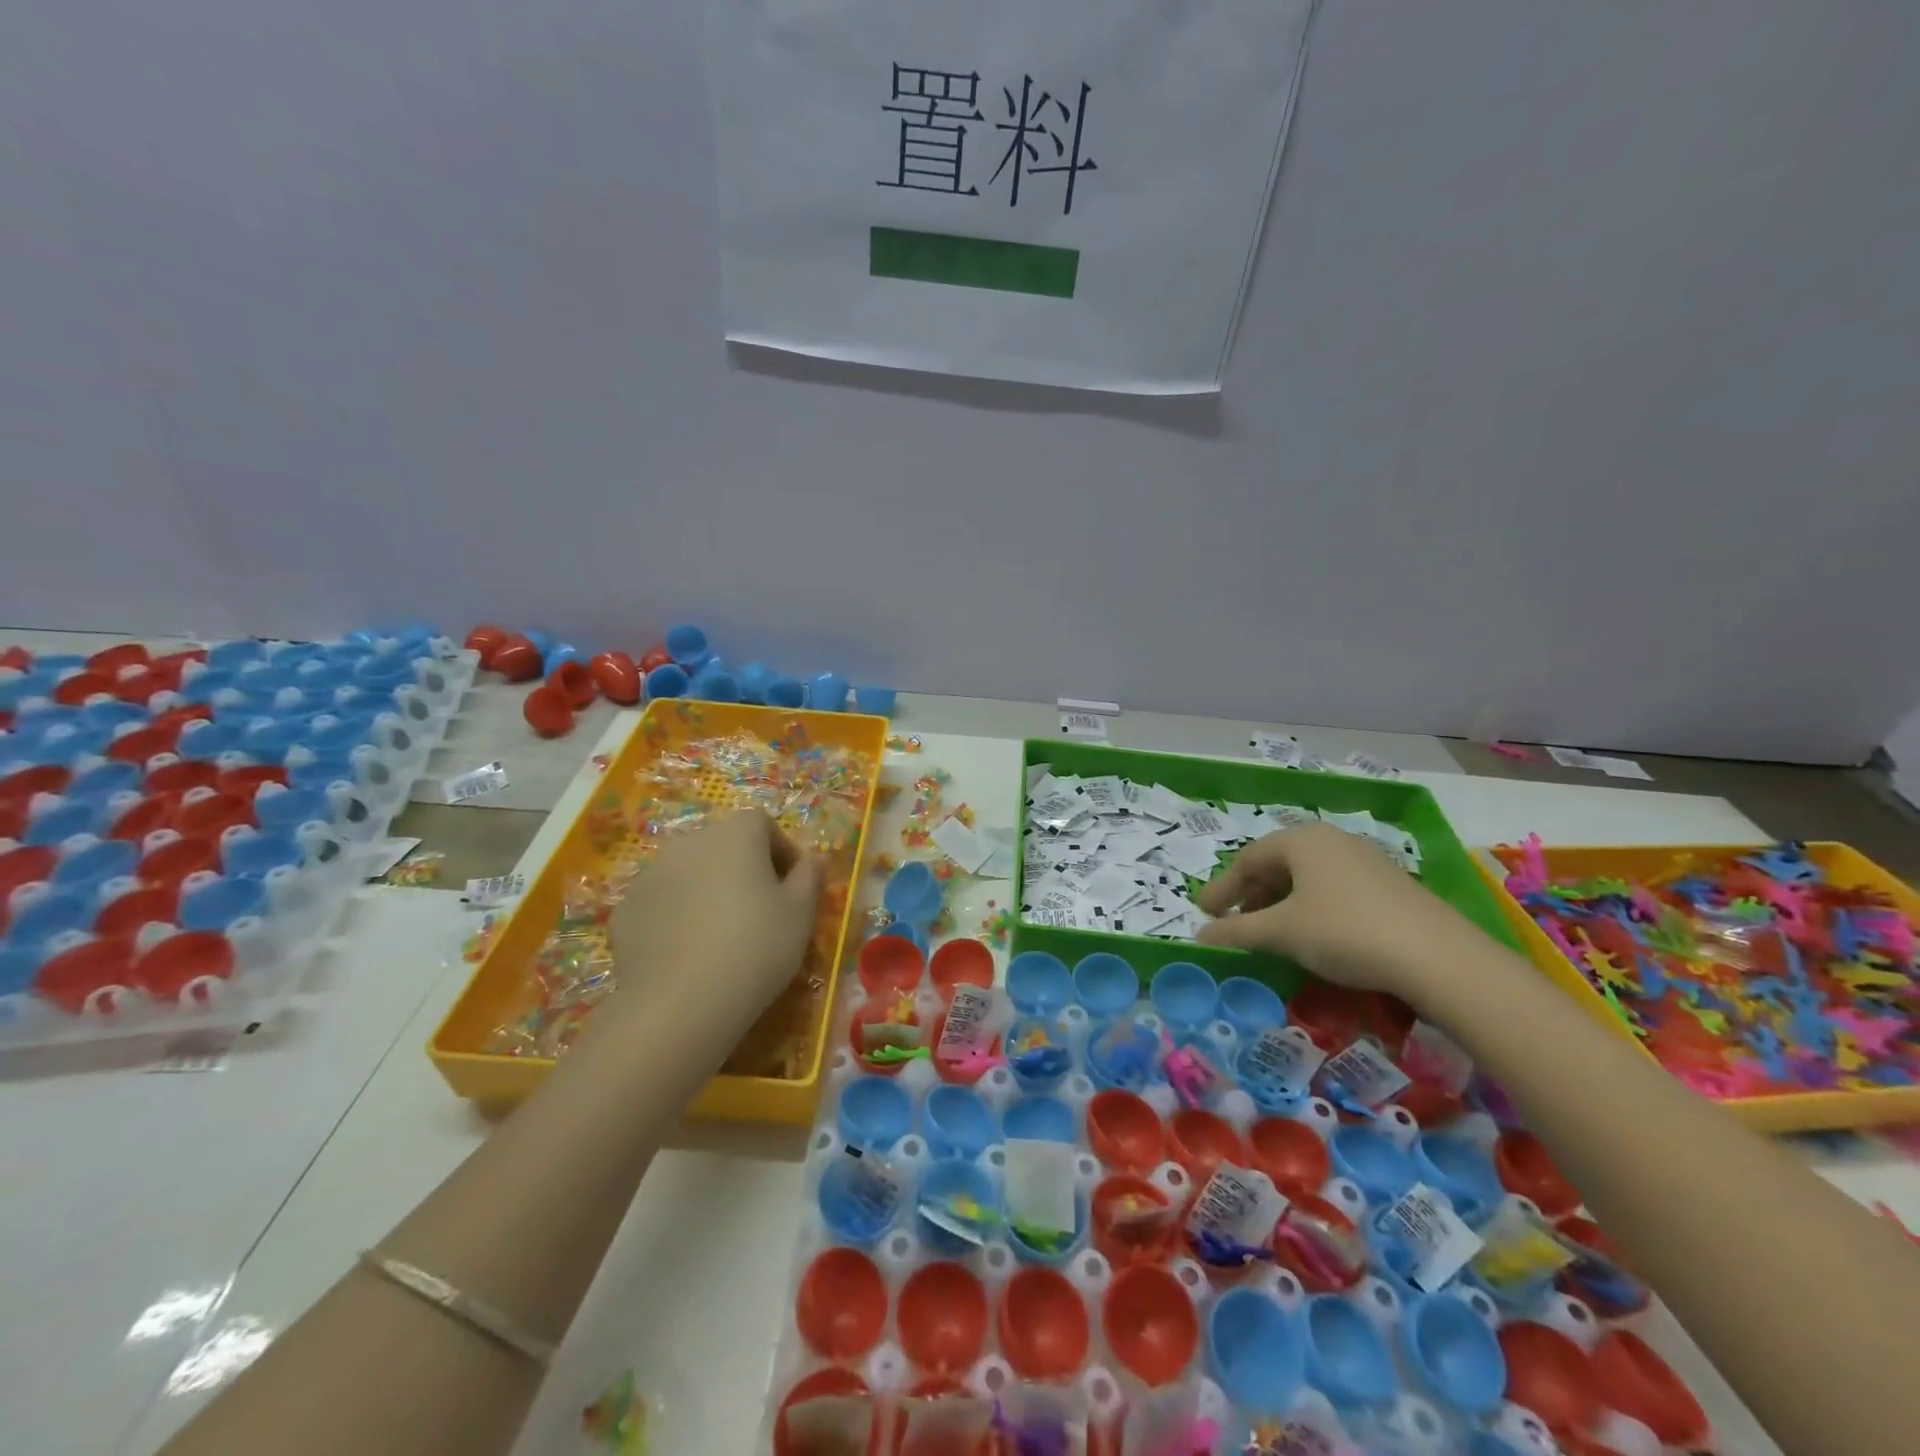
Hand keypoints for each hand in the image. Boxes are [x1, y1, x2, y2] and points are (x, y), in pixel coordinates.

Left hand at [605, 810, 824, 1044]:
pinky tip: (689, 952)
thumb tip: (813, 858)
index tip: (792, 887)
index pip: (763, 823)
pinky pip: (663, 901)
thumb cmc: (755, 948)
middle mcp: (690, 841)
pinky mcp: (626, 909)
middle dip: (744, 868)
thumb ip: (810, 876)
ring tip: (722, 934)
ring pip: (690, 872)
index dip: (781, 851)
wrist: (677, 1004)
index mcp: (736, 834)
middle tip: (761, 911)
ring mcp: (651, 874)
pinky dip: (677, 915)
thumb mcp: (801, 914)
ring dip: (708, 889)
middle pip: (724, 844)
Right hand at [1194, 823, 1478, 1001]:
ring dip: (1280, 903)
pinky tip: (1313, 934)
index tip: (1203, 913)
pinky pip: (1333, 888)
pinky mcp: (1389, 884)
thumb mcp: (1282, 932)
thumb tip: (1199, 935)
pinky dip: (1311, 907)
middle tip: (1234, 922)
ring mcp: (1365, 859)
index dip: (1222, 888)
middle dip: (1251, 894)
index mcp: (1302, 839)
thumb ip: (1236, 931)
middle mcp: (1332, 839)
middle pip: (1278, 863)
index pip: (1248, 858)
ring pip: (1307, 877)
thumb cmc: (1345, 932)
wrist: (1438, 958)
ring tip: (1270, 931)